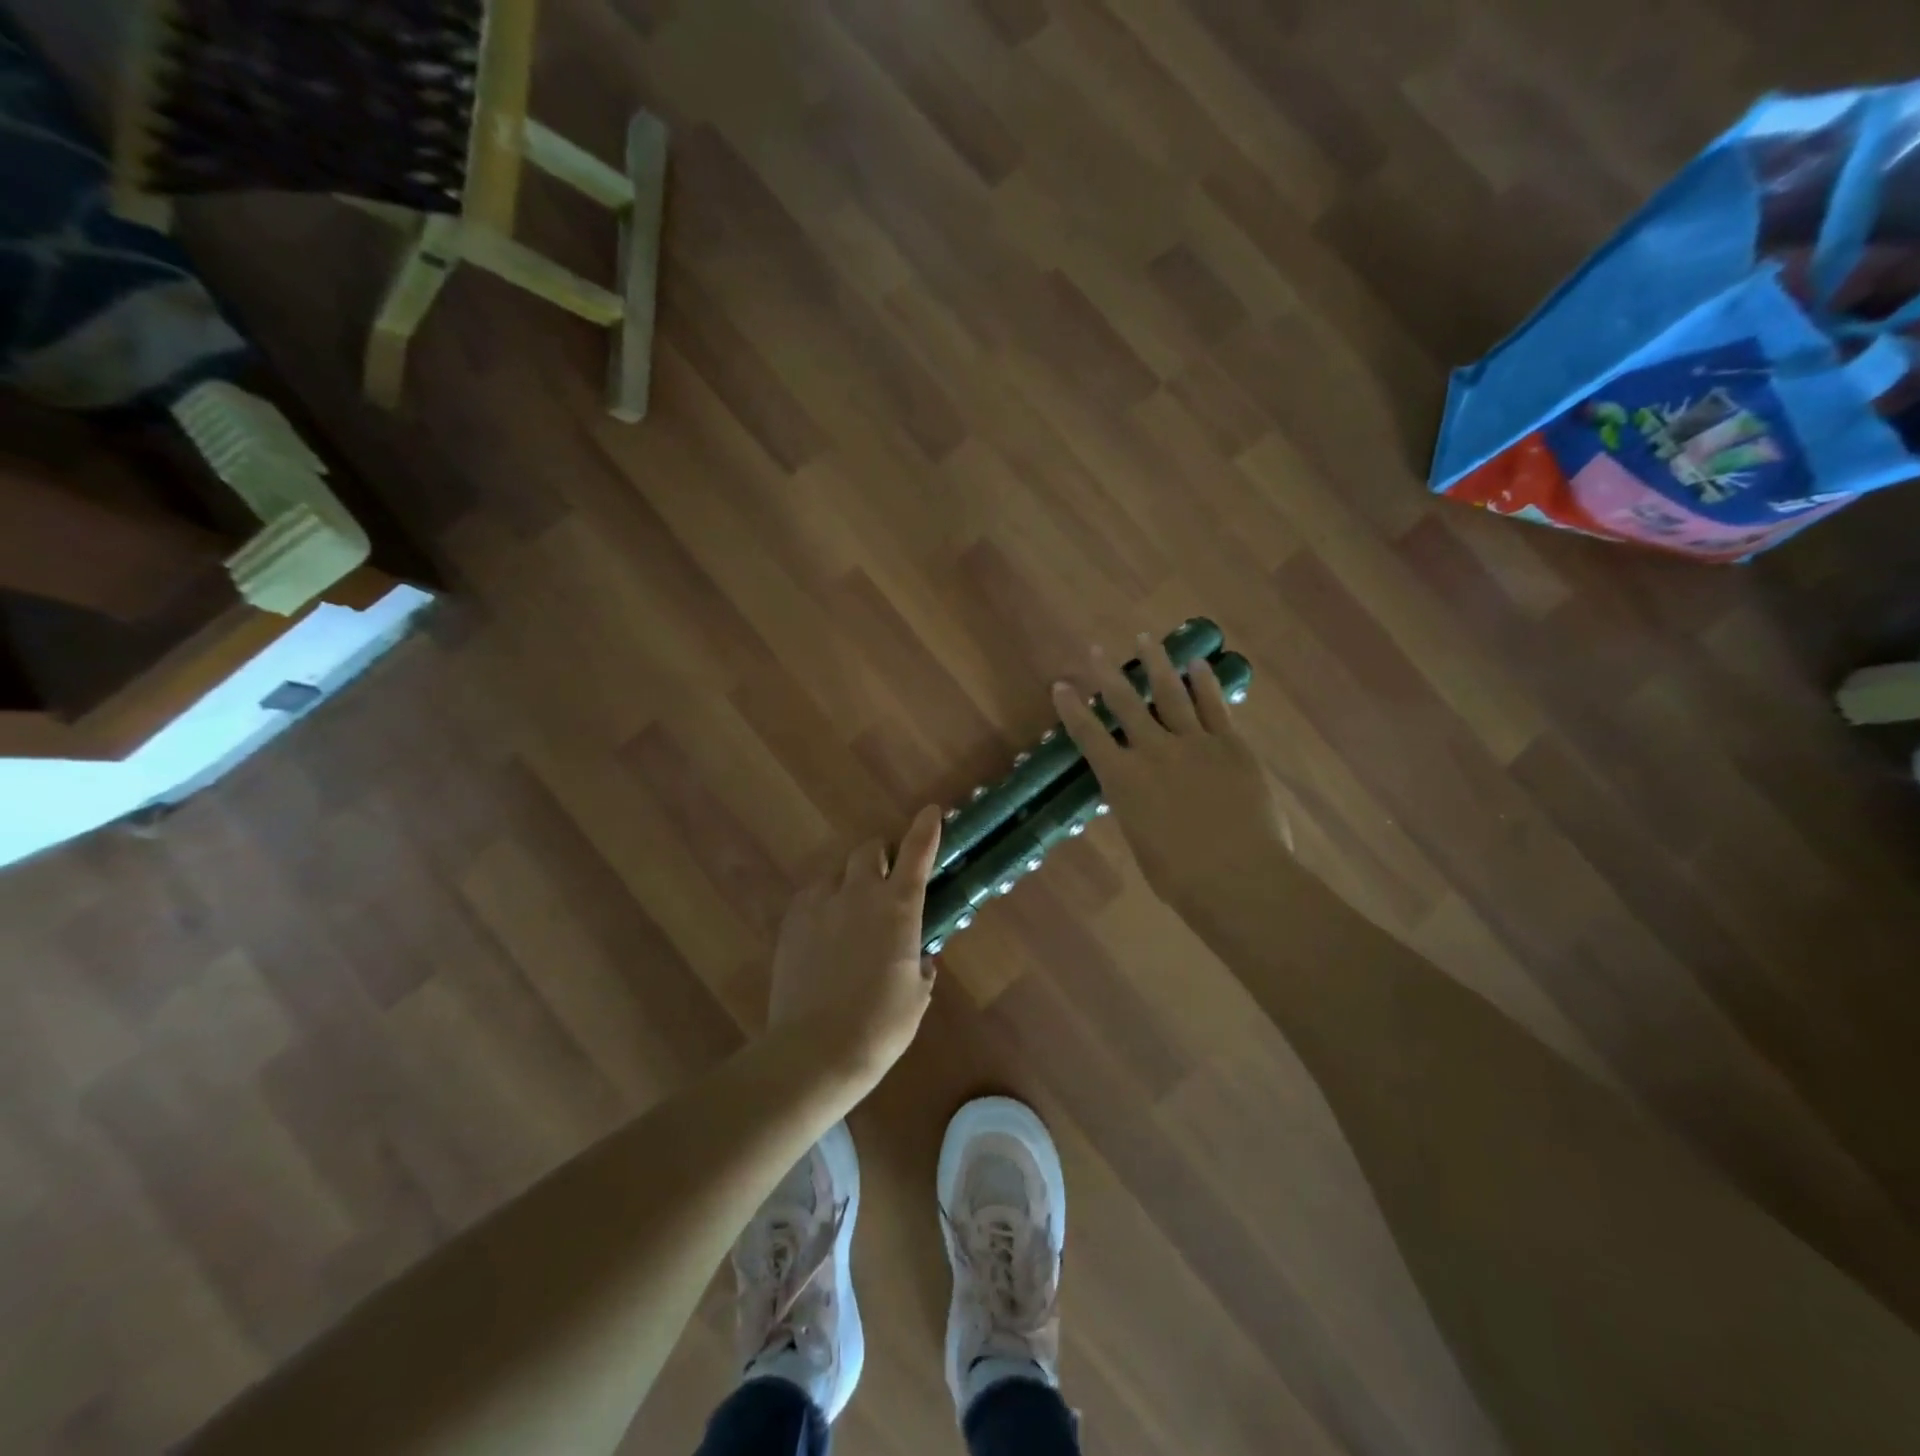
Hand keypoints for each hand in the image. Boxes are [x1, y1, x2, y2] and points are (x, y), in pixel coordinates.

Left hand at [767, 805, 943, 1083]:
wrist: (816, 1049)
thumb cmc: (880, 1024)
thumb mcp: (916, 996)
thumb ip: (921, 967)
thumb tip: (919, 959)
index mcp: (898, 907)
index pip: (916, 854)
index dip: (925, 830)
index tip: (931, 812)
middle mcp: (858, 893)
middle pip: (869, 850)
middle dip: (880, 856)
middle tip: (886, 879)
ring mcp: (819, 905)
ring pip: (837, 873)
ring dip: (849, 882)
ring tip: (850, 912)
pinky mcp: (791, 923)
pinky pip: (811, 897)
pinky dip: (823, 904)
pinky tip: (824, 932)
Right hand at [1052, 635, 1290, 915]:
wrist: (1238, 876)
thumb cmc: (1181, 877)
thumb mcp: (1141, 840)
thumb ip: (1135, 808)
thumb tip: (1136, 793)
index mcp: (1124, 780)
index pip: (1089, 736)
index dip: (1072, 709)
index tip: (1060, 684)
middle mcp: (1153, 752)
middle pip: (1126, 703)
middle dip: (1107, 674)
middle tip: (1096, 650)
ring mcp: (1194, 743)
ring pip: (1171, 693)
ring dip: (1156, 663)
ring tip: (1146, 638)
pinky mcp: (1230, 745)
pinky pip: (1215, 706)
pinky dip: (1205, 682)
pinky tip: (1198, 664)